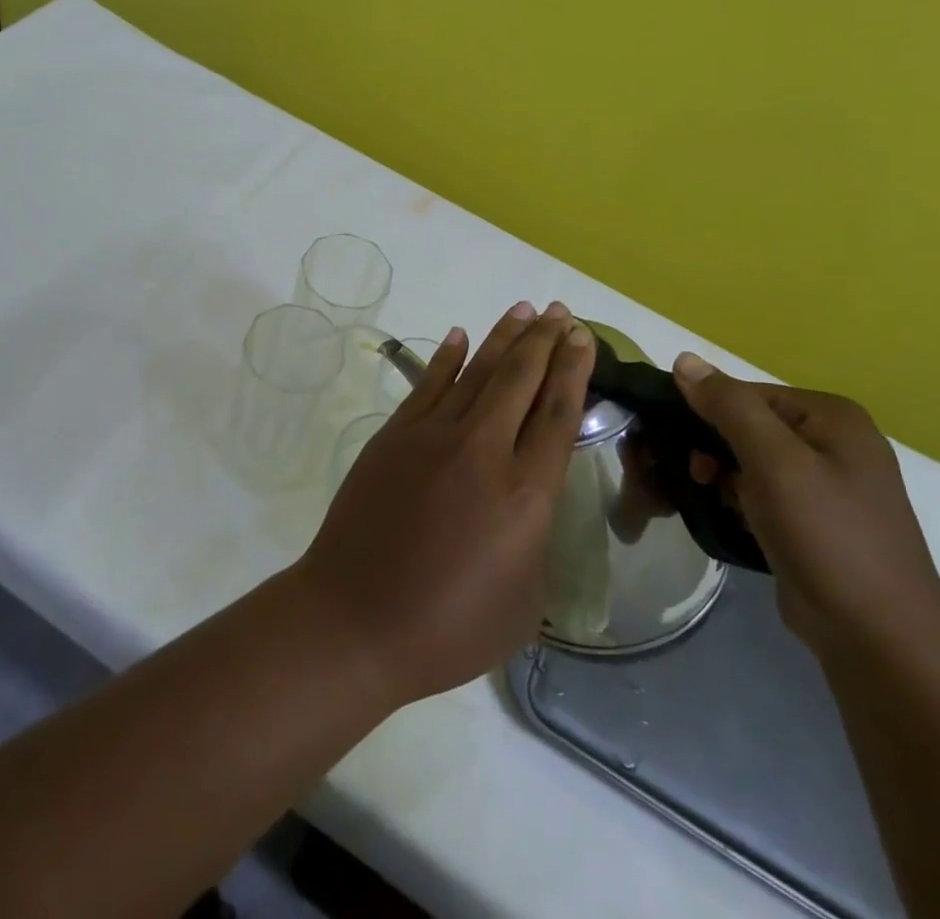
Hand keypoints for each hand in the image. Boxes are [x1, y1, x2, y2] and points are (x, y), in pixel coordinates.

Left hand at [292, 301, 596, 705]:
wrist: (357, 619)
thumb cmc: (450, 628)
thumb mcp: (524, 600)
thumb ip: (535, 538)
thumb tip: (527, 502)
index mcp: (525, 494)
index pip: (557, 414)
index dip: (573, 370)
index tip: (583, 338)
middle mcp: (483, 450)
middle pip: (521, 380)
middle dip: (545, 341)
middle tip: (561, 312)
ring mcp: (432, 435)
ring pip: (477, 372)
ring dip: (503, 338)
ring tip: (525, 310)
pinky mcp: (394, 434)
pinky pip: (428, 384)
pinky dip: (447, 357)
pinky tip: (460, 336)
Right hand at [671, 353, 939, 664]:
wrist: (880, 642)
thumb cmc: (828, 538)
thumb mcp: (774, 463)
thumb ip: (729, 407)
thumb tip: (683, 359)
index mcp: (832, 417)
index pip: (746, 393)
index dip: (706, 412)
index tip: (678, 444)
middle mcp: (834, 442)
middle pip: (748, 424)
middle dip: (713, 446)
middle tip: (694, 476)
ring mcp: (829, 484)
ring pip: (751, 460)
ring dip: (722, 475)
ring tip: (711, 500)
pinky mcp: (817, 521)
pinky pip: (763, 492)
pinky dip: (740, 499)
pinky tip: (730, 517)